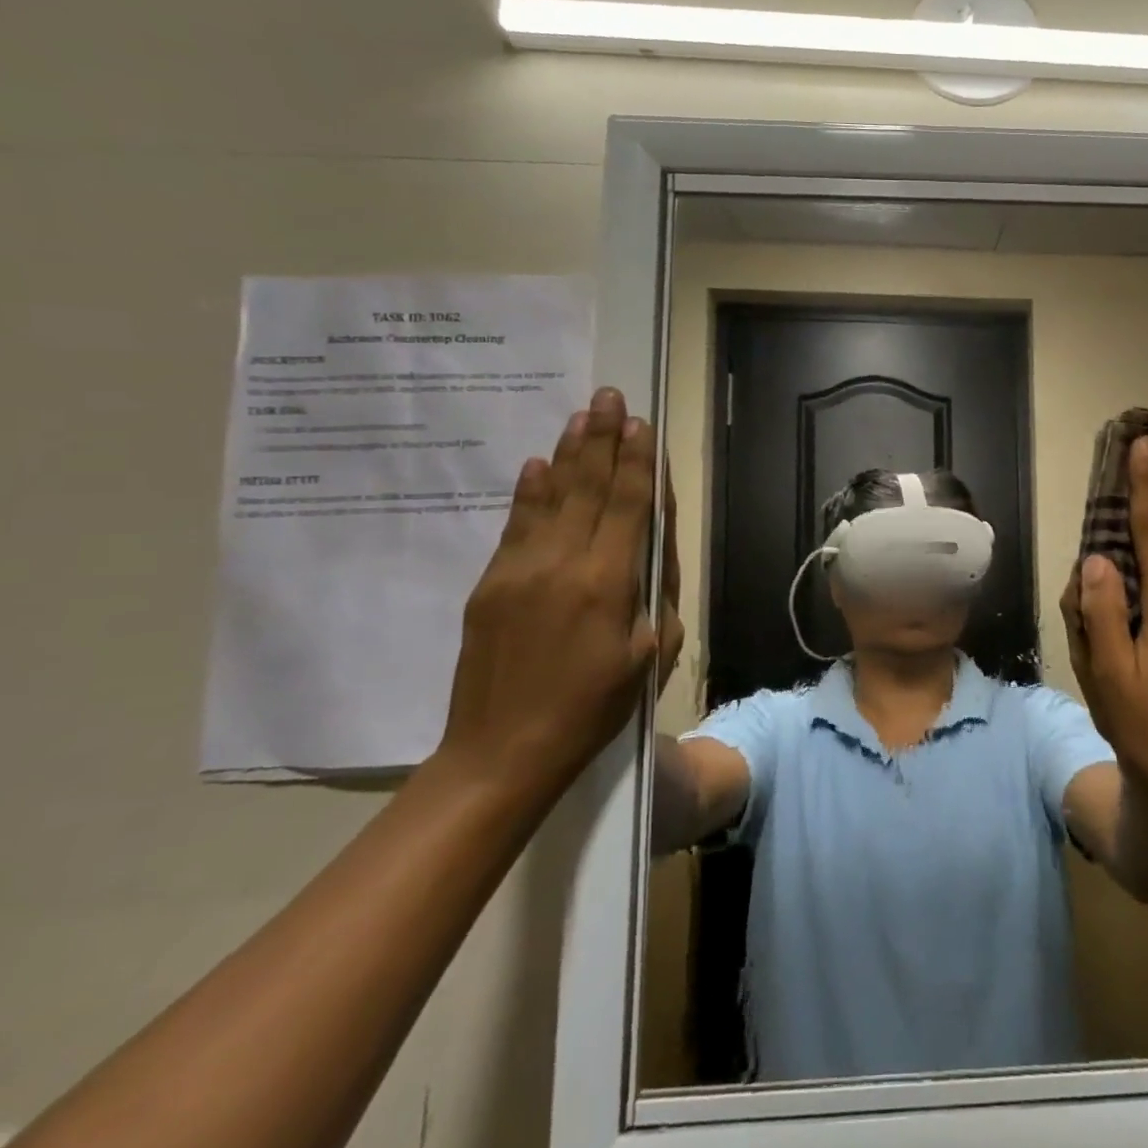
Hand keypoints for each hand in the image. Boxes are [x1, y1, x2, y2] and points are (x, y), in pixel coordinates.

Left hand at [436, 387, 679, 796]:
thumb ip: (657, 591)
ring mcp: (519, 570)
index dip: (637, 461)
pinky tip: (538, 465)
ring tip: (582, 415)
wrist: (502, 752)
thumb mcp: (651, 653)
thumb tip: (654, 539)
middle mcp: (562, 563)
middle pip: (588, 487)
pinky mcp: (490, 584)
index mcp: (608, 582)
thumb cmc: (595, 707)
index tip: (642, 423)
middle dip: (603, 438)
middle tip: (609, 395)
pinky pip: (515, 525)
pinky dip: (530, 492)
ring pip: (550, 497)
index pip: (629, 504)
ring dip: (568, 454)